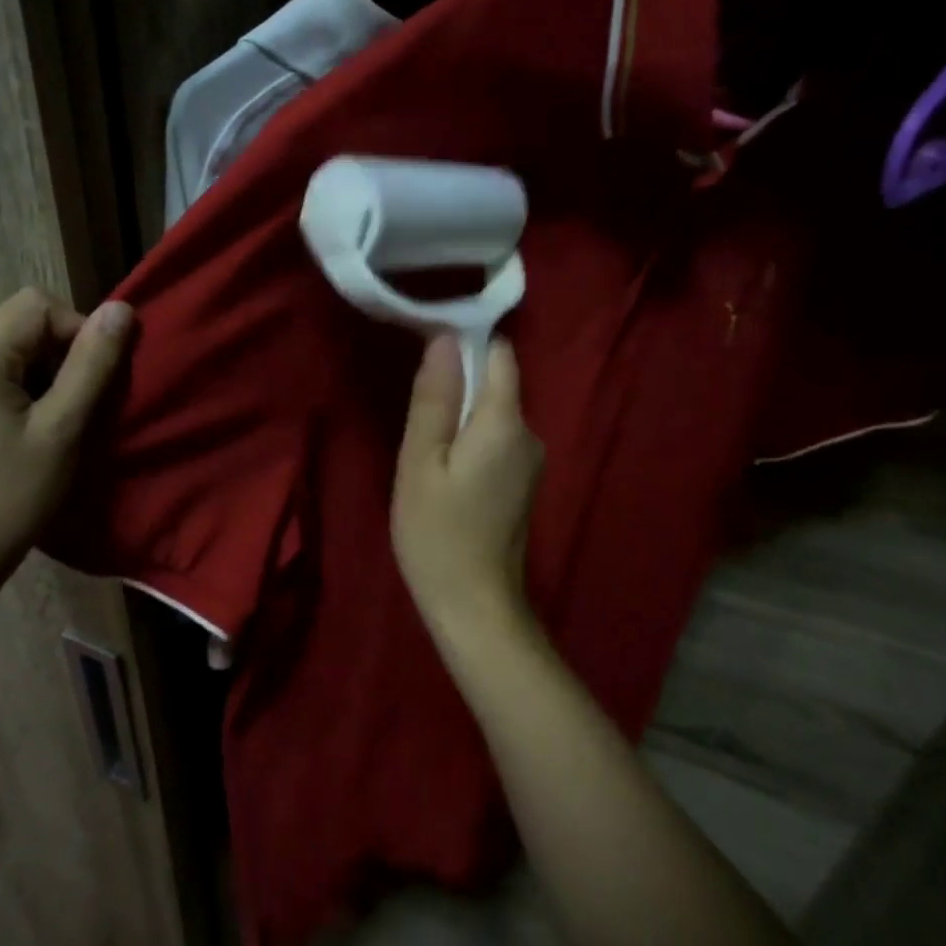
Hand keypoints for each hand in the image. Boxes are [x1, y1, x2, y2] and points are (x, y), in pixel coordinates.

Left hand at [0, 287, 132, 579]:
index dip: (76, 331)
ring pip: (6, 348)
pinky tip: (24, 429)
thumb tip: (121, 310)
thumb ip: (92, 365)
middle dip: (58, 357)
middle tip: (74, 409)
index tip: (92, 381)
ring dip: (40, 374)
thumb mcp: (64, 429)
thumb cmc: (14, 496)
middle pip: (19, 325)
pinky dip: (17, 387)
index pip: (36, 306)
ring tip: (52, 424)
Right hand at [392, 334, 543, 642]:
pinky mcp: (524, 485)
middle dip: (458, 385)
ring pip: (494, 417)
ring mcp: (532, 463)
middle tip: (414, 410)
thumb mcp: (420, 462)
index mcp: (506, 422)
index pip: (499, 354)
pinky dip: (471, 443)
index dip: (465, 343)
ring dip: (461, 418)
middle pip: (497, 385)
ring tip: (424, 446)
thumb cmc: (437, 533)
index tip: (426, 353)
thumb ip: (434, 399)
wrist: (474, 606)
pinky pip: (497, 443)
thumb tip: (444, 339)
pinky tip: (445, 472)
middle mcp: (530, 434)